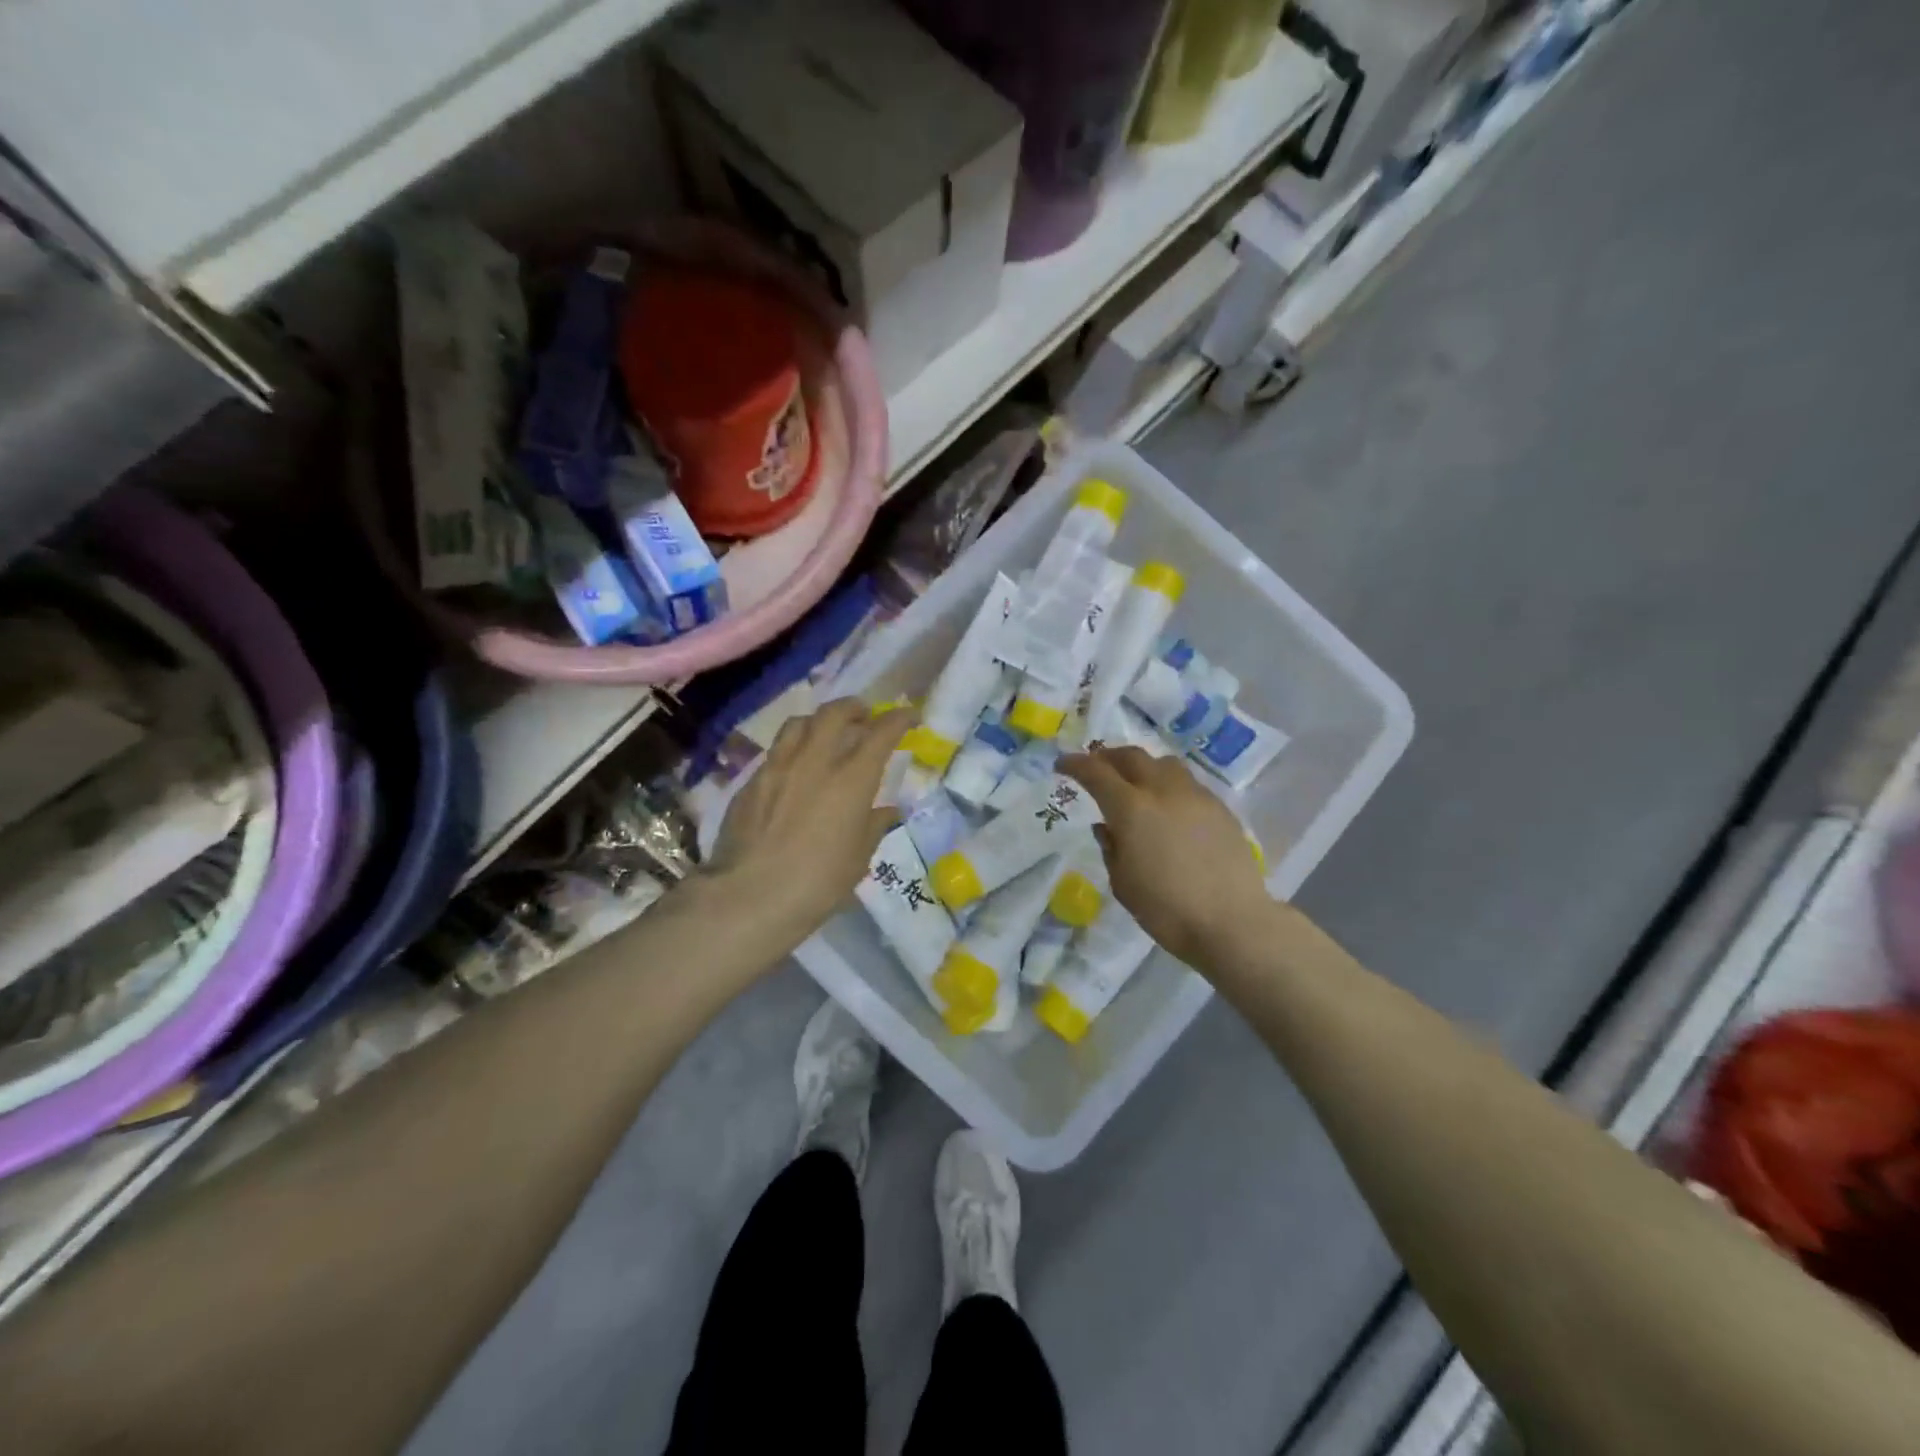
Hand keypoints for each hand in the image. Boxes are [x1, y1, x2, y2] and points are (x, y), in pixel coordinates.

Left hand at [704, 699, 916, 950]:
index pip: (881, 733)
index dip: (898, 719)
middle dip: (854, 708)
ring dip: (819, 721)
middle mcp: (815, 761)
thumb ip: (874, 826)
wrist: (749, 896)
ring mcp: (778, 767)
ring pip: (800, 723)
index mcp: (852, 779)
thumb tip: (888, 811)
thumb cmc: (817, 883)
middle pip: (835, 714)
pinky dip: (793, 749)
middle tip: (864, 716)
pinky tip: (795, 769)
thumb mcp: (858, 859)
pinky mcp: (751, 782)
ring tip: (826, 733)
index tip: (909, 716)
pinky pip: (777, 751)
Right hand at [1059, 746, 1273, 968]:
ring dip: (1142, 766)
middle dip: (1108, 757)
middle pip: (1131, 757)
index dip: (1075, 764)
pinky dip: (1169, 784)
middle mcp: (1163, 791)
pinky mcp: (1220, 808)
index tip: (1062, 765)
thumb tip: (1105, 826)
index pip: (1095, 772)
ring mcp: (1195, 796)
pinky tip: (1169, 807)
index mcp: (1131, 808)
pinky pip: (1188, 783)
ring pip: (1164, 764)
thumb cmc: (1166, 909)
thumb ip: (1110, 847)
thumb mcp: (1123, 883)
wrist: (1232, 922)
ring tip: (1136, 782)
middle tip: (1096, 767)